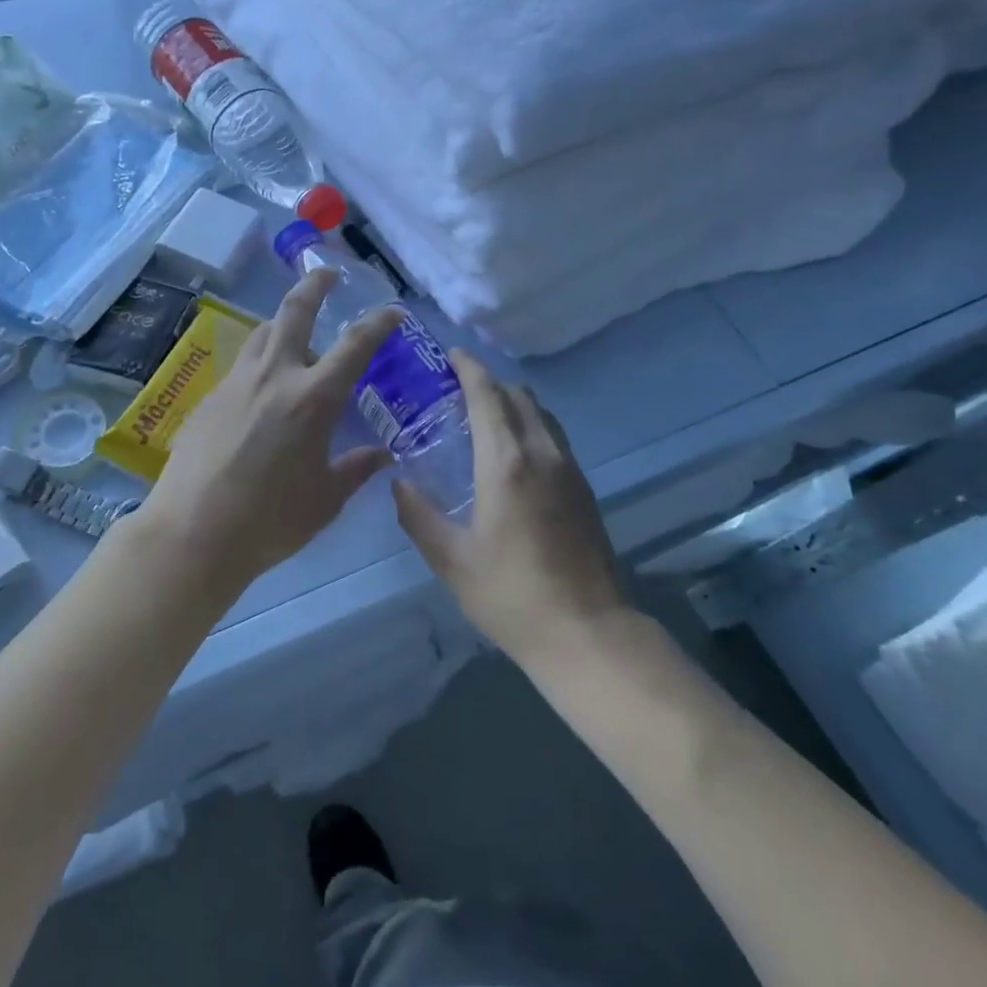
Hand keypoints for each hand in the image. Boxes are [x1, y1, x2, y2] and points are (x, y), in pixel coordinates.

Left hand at [141, 270, 401, 592]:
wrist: (193, 532)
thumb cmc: (270, 520)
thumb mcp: (325, 499)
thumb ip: (356, 469)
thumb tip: (382, 456)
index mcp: (312, 398)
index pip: (355, 345)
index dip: (378, 322)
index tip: (393, 311)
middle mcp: (274, 376)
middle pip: (294, 312)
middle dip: (314, 285)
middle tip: (328, 273)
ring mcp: (236, 383)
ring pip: (262, 333)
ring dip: (283, 324)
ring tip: (296, 336)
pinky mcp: (208, 398)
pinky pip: (241, 366)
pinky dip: (260, 362)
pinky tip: (263, 391)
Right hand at [393, 351, 625, 666]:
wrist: (587, 632)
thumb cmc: (512, 596)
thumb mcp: (452, 561)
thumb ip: (419, 516)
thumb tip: (398, 484)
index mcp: (506, 463)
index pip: (488, 395)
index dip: (469, 368)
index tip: (450, 354)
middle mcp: (542, 453)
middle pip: (518, 395)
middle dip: (488, 381)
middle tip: (455, 388)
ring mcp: (569, 469)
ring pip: (540, 414)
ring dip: (512, 401)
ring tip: (481, 415)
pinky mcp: (584, 488)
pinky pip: (553, 436)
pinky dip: (529, 425)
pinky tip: (511, 451)